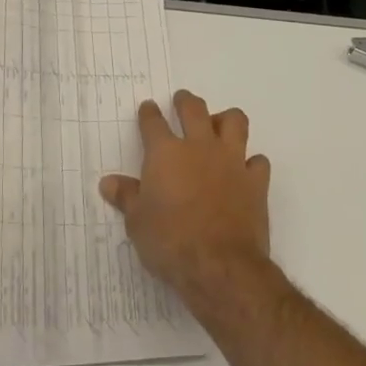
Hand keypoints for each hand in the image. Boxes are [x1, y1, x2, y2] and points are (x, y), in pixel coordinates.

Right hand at [99, 89, 272, 305]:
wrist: (219, 265)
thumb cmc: (169, 242)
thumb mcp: (137, 222)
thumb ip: (126, 197)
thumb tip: (108, 182)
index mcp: (165, 154)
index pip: (153, 122)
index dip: (149, 113)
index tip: (148, 108)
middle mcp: (199, 147)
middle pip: (194, 109)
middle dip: (185, 101)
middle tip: (182, 100)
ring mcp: (231, 161)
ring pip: (234, 121)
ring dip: (225, 120)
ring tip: (219, 126)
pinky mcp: (256, 181)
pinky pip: (258, 161)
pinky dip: (251, 162)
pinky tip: (244, 171)